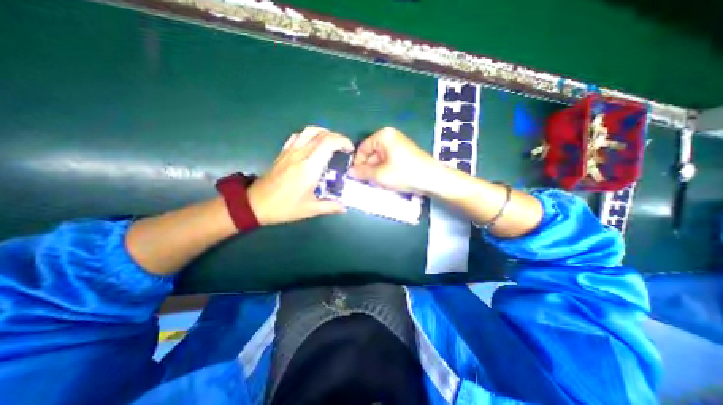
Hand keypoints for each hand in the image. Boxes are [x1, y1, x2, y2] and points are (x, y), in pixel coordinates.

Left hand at [248, 127, 354, 225]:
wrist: (255, 204)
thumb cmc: (285, 207)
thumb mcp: (310, 209)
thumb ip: (330, 206)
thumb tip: (344, 207)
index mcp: (310, 167)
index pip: (328, 143)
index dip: (342, 141)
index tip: (350, 150)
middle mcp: (301, 154)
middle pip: (322, 134)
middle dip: (337, 137)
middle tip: (344, 148)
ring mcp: (290, 151)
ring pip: (309, 131)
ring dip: (324, 132)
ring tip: (331, 143)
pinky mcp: (283, 152)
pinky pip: (298, 136)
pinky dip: (309, 135)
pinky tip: (313, 144)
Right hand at [349, 127, 442, 193]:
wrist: (432, 179)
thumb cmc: (404, 174)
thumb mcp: (379, 175)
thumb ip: (362, 173)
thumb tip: (350, 172)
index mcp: (383, 136)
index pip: (362, 148)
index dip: (358, 163)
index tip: (356, 177)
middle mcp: (391, 137)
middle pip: (371, 154)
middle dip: (368, 169)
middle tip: (367, 182)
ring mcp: (399, 145)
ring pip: (380, 159)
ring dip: (376, 172)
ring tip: (378, 183)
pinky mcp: (404, 154)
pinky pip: (388, 161)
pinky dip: (385, 171)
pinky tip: (388, 181)